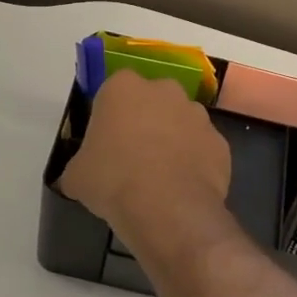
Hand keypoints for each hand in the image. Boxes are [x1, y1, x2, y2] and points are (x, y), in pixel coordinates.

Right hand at [59, 71, 230, 237]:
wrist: (168, 208)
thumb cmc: (113, 180)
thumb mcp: (76, 175)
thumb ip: (80, 163)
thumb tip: (83, 173)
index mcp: (123, 87)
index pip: (112, 92)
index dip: (108, 117)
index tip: (104, 142)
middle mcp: (164, 90)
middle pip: (151, 101)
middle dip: (144, 121)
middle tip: (131, 157)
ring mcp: (198, 115)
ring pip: (180, 123)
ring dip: (171, 140)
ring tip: (160, 177)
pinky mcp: (220, 142)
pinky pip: (201, 149)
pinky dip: (194, 163)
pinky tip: (181, 188)